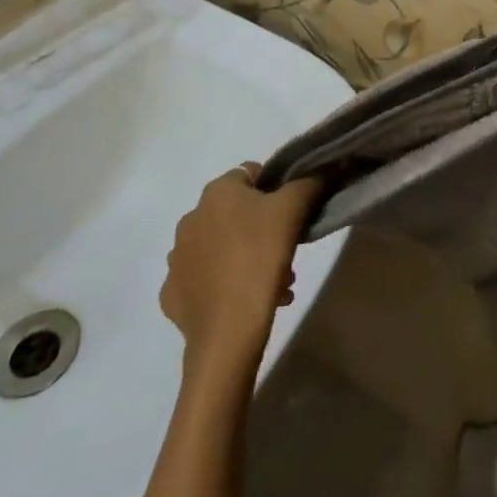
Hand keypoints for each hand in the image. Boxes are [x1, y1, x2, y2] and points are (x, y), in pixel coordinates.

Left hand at [160, 165, 321, 365]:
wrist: (227, 330)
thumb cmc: (260, 257)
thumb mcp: (293, 210)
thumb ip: (309, 181)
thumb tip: (323, 167)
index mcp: (215, 192)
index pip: (250, 175)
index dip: (275, 190)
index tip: (291, 215)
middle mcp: (190, 218)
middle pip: (236, 214)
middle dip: (262, 230)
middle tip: (285, 254)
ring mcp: (177, 258)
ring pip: (221, 248)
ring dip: (246, 257)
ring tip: (272, 284)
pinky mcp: (172, 294)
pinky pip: (203, 280)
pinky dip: (223, 285)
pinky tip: (244, 300)